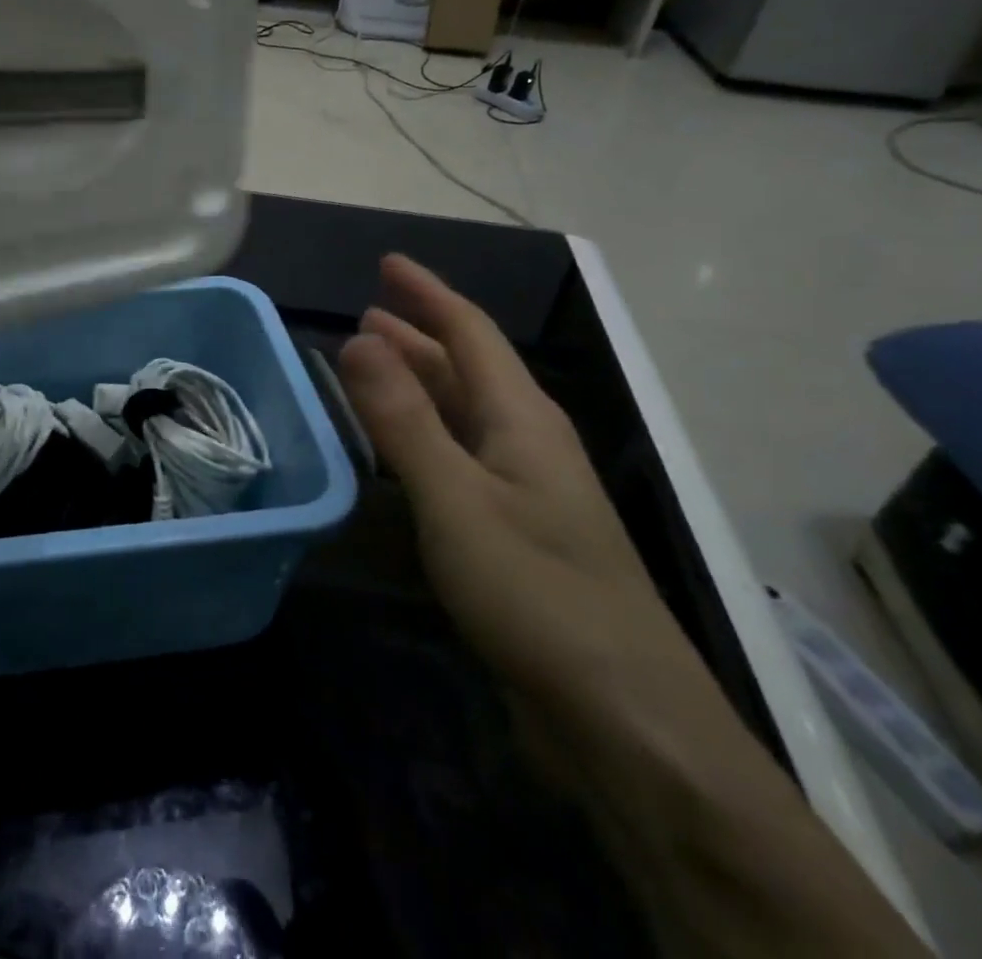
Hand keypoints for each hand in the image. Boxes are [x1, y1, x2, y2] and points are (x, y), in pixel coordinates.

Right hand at [337, 256, 929, 957]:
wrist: (622, 717)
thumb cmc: (537, 593)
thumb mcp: (456, 499)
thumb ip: (404, 419)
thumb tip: (359, 338)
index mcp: (521, 418)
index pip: (470, 332)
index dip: (427, 293)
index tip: (388, 263)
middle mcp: (525, 441)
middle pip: (466, 368)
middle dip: (417, 334)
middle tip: (365, 313)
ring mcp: (522, 489)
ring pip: (461, 413)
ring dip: (417, 383)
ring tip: (371, 365)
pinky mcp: (512, 531)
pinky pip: (457, 456)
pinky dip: (420, 433)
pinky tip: (396, 447)